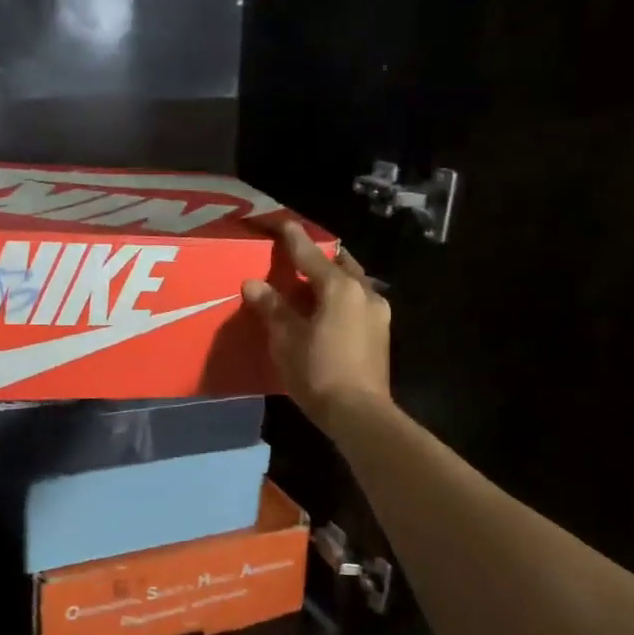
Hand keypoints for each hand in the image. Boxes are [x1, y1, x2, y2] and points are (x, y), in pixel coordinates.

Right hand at [243, 221, 393, 438]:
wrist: (359, 413)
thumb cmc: (319, 371)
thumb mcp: (286, 339)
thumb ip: (271, 307)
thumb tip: (253, 283)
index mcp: (340, 288)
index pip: (310, 254)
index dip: (292, 237)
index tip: (280, 222)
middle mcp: (364, 292)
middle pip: (339, 263)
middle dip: (318, 256)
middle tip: (296, 256)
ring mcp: (378, 313)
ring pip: (351, 283)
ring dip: (330, 279)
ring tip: (308, 285)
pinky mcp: (380, 333)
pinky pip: (356, 302)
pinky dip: (339, 298)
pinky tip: (325, 311)